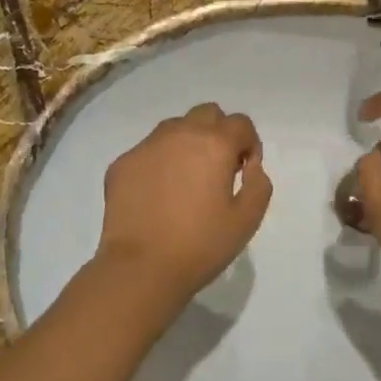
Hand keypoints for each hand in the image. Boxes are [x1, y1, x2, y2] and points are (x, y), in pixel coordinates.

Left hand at [98, 103, 271, 302]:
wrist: (141, 267)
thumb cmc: (201, 245)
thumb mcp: (247, 220)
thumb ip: (259, 184)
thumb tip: (250, 167)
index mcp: (214, 144)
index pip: (241, 123)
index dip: (249, 144)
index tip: (244, 172)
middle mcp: (179, 134)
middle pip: (207, 114)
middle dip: (219, 133)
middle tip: (218, 169)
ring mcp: (146, 146)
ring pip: (174, 127)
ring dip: (188, 142)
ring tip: (186, 179)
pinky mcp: (122, 162)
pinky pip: (148, 150)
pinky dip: (159, 161)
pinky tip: (158, 194)